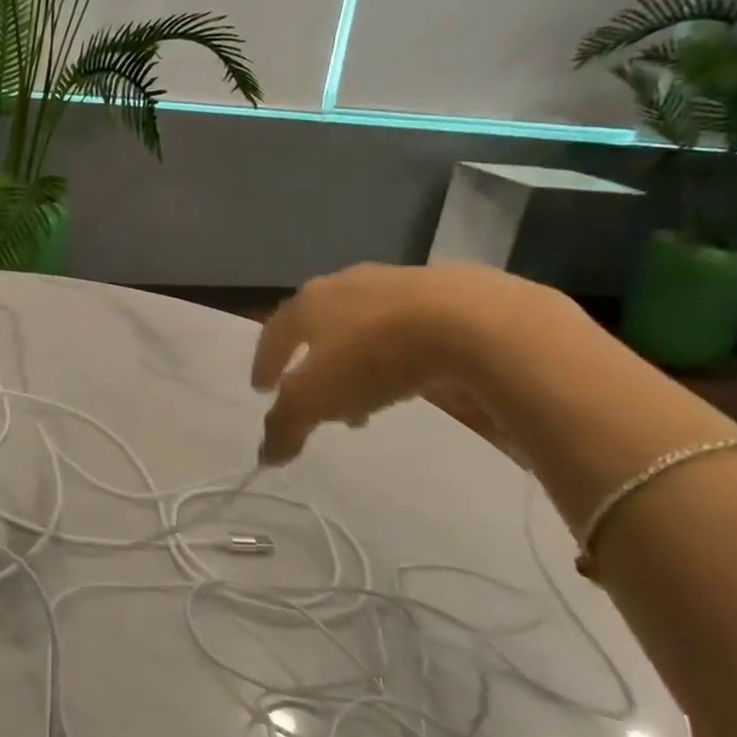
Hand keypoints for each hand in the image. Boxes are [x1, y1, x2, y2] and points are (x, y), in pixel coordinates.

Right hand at [250, 263, 543, 463]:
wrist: (474, 322)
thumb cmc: (373, 357)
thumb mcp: (316, 401)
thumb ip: (285, 426)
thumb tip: (265, 455)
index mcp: (308, 303)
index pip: (273, 332)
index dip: (265, 362)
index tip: (262, 388)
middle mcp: (345, 284)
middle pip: (319, 326)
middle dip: (314, 362)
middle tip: (317, 398)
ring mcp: (398, 281)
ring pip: (365, 323)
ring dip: (358, 359)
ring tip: (368, 396)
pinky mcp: (448, 288)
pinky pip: (409, 324)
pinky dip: (400, 349)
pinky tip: (414, 373)